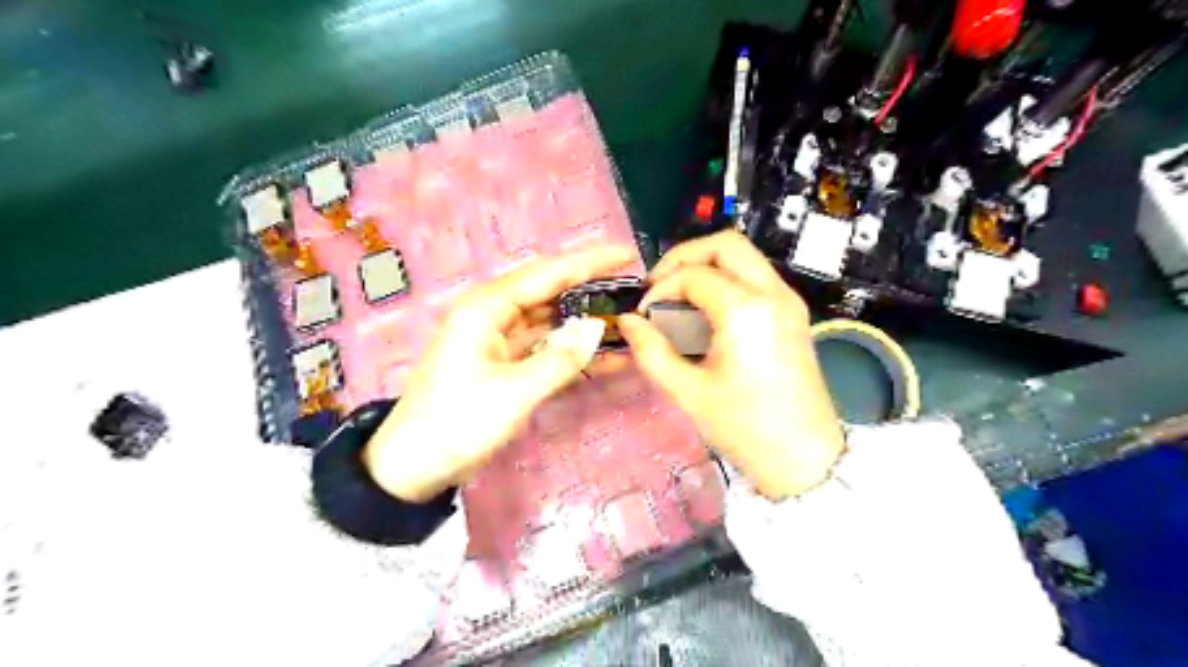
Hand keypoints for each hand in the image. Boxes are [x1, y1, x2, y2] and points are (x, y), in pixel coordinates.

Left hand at [365, 248, 634, 503]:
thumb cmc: (458, 423)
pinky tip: (605, 355)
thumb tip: (598, 328)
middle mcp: (493, 315)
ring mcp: (499, 340)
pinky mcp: (505, 364)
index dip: (589, 262)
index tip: (626, 254)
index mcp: (487, 308)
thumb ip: (560, 358)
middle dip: (590, 289)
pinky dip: (572, 351)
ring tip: (627, 318)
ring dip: (584, 322)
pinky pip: (545, 348)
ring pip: (550, 321)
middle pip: (550, 292)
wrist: (415, 466)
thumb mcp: (514, 392)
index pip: (546, 274)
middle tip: (634, 288)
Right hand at [617, 231, 849, 498]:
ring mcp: (788, 301)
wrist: (805, 458)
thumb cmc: (745, 428)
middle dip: (685, 257)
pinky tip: (705, 314)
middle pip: (726, 244)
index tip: (644, 317)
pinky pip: (754, 277)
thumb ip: (651, 351)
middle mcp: (772, 293)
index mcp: (746, 310)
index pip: (693, 274)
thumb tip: (628, 321)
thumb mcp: (688, 392)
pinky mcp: (793, 313)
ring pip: (743, 256)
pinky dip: (725, 281)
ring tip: (679, 300)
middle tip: (660, 287)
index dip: (661, 289)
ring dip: (706, 267)